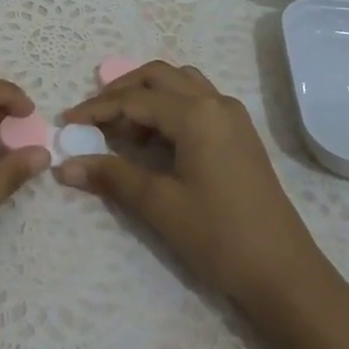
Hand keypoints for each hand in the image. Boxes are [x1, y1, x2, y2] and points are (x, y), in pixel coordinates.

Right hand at [57, 62, 337, 318]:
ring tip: (124, 129)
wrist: (283, 271)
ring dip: (148, 95)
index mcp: (196, 114)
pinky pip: (197, 100)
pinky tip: (156, 140)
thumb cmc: (218, 235)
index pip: (135, 99)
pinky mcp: (239, 134)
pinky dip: (170, 107)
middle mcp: (215, 102)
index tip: (66, 122)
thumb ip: (112, 176)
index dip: (96, 108)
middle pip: (158, 76)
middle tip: (92, 118)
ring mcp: (232, 116)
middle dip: (121, 91)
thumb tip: (64, 165)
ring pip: (180, 84)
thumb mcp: (160, 205)